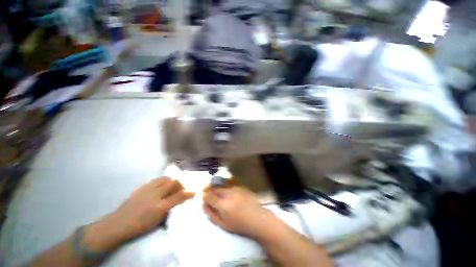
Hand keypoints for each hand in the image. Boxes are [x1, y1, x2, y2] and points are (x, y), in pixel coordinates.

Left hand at [86, 178, 193, 250]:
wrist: (118, 223)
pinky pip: (157, 180)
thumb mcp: (157, 222)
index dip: (188, 193)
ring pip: (166, 179)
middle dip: (181, 184)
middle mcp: (156, 195)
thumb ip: (170, 209)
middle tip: (183, 187)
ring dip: (173, 181)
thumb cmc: (139, 226)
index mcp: (160, 207)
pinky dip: (164, 180)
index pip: (179, 196)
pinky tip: (164, 184)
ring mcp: (148, 189)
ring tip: (174, 185)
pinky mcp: (143, 187)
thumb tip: (179, 202)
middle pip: (174, 183)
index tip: (194, 191)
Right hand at [203, 186, 271, 237]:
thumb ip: (211, 214)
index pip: (209, 195)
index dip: (204, 195)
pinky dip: (227, 190)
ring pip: (223, 186)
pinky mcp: (241, 187)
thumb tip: (204, 205)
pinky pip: (230, 186)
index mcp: (223, 205)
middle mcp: (229, 193)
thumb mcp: (223, 224)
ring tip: (223, 197)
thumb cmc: (239, 224)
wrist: (257, 218)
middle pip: (215, 188)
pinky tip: (232, 196)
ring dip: (219, 190)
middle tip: (212, 196)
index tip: (203, 197)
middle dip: (211, 191)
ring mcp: (236, 188)